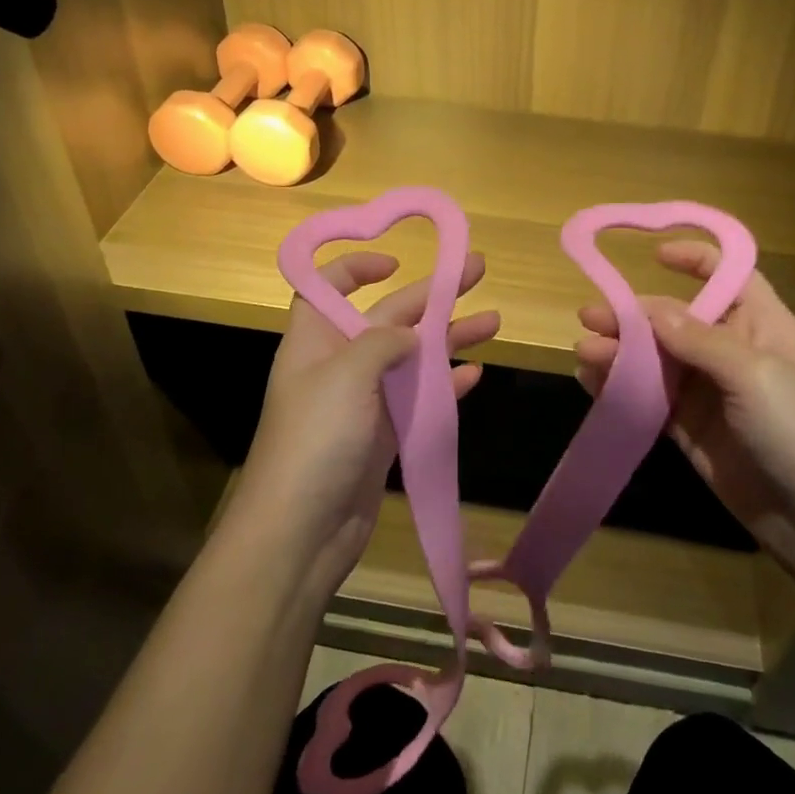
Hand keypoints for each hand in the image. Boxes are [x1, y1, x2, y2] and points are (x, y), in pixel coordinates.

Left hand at [232, 250, 498, 602]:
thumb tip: (411, 334)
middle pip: (387, 316)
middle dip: (431, 294)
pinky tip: (475, 373)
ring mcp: (364, 402)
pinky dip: (446, 385)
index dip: (356, 267)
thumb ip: (383, 342)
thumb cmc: (316, 439)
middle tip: (476, 270)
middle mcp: (339, 364)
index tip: (396, 262)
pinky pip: (419, 399)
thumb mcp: (346, 374)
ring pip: (411, 357)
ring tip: (494, 321)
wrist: (301, 532)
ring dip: (449, 337)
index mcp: (316, 339)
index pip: (328, 286)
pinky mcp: (384, 436)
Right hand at [574, 241, 794, 561]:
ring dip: (621, 354)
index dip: (696, 260)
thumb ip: (699, 339)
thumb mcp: (755, 375)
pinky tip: (592, 384)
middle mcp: (732, 352)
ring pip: (657, 361)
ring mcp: (710, 393)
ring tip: (584, 353)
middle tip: (589, 317)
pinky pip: (650, 400)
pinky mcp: (691, 429)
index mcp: (762, 326)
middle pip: (676, 320)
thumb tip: (650, 307)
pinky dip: (621, 390)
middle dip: (634, 316)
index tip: (653, 254)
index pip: (729, 277)